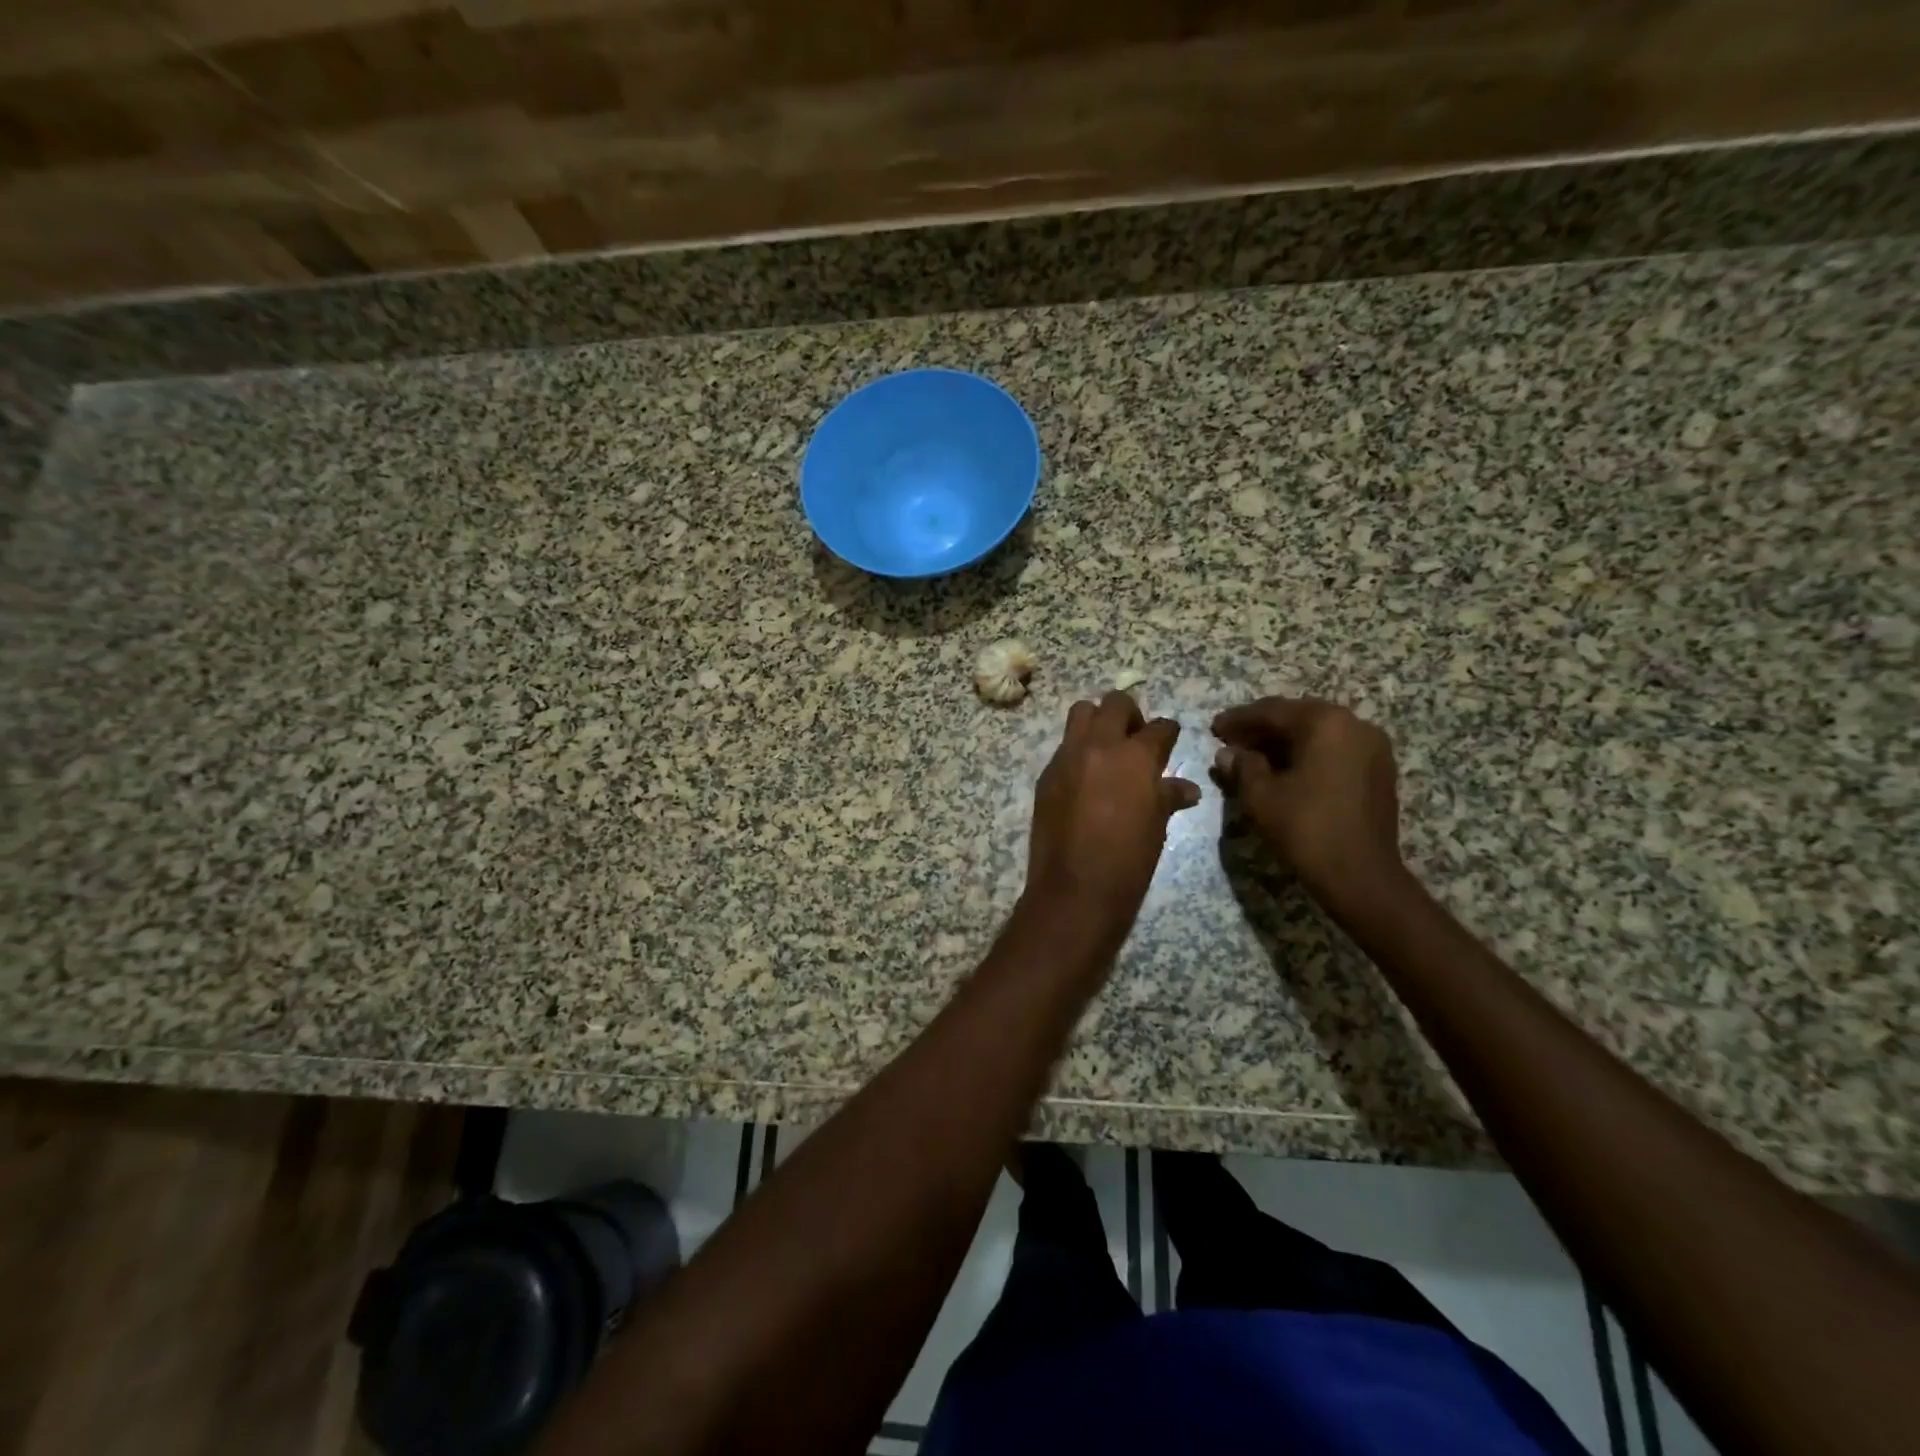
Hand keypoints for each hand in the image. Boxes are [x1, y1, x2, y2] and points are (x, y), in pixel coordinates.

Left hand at [1026, 692, 1200, 937]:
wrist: (1076, 888)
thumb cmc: (1128, 860)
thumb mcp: (1157, 826)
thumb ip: (1168, 796)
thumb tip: (1187, 788)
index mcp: (1135, 756)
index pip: (1159, 727)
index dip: (1168, 732)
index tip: (1169, 739)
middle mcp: (1100, 746)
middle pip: (1115, 703)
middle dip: (1130, 715)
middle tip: (1135, 739)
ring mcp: (1067, 757)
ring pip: (1081, 713)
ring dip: (1097, 722)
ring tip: (1107, 750)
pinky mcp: (1046, 775)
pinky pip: (1063, 747)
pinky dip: (1077, 751)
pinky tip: (1085, 778)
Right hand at [1211, 696, 1405, 913]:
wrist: (1361, 875)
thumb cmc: (1305, 828)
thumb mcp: (1260, 795)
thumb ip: (1242, 766)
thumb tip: (1228, 754)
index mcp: (1325, 723)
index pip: (1272, 711)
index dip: (1238, 719)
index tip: (1213, 728)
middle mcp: (1354, 725)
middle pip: (1298, 717)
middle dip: (1262, 729)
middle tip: (1230, 741)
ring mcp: (1372, 747)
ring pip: (1318, 733)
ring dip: (1284, 741)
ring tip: (1253, 757)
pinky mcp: (1378, 770)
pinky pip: (1335, 750)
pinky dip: (1307, 754)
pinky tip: (1284, 770)